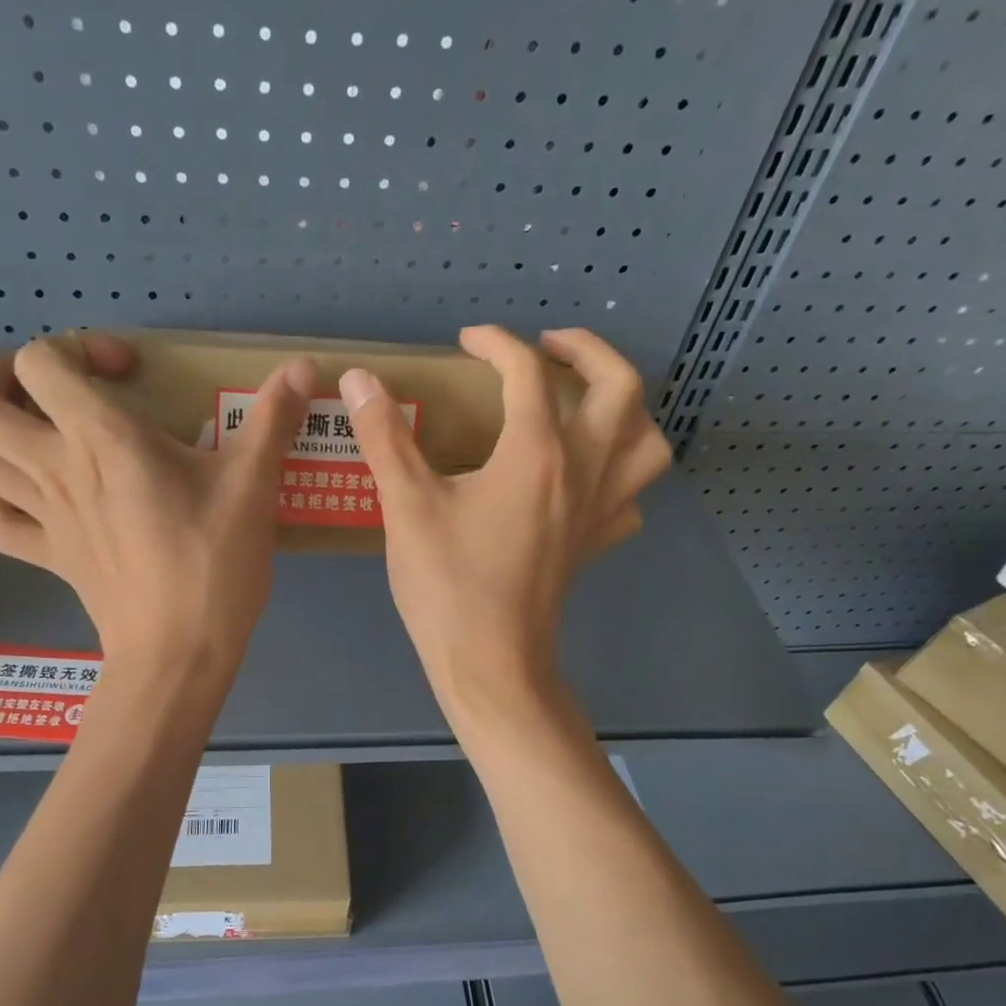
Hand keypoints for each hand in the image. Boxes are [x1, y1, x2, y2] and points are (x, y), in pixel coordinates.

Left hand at [0, 335, 317, 682]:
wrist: (178, 652)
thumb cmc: (213, 564)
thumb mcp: (252, 487)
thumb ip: (274, 419)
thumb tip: (307, 366)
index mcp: (100, 439)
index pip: (41, 361)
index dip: (76, 348)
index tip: (127, 374)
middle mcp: (56, 469)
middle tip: (48, 387)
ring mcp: (44, 518)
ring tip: (34, 431)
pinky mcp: (48, 558)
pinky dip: (2, 502)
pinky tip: (33, 500)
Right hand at [341, 326, 671, 725]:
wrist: (490, 664)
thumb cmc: (448, 586)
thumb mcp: (407, 508)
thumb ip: (384, 437)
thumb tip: (359, 379)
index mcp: (538, 454)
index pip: (529, 373)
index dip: (497, 344)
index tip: (467, 341)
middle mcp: (584, 472)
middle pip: (621, 387)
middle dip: (588, 351)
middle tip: (547, 348)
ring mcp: (599, 511)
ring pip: (647, 441)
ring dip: (625, 409)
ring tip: (585, 405)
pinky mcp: (595, 545)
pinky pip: (630, 496)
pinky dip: (618, 474)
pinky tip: (584, 479)